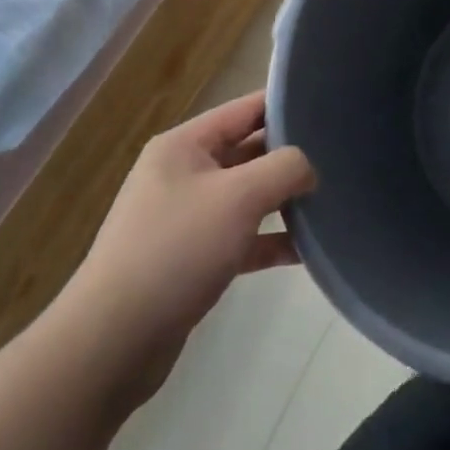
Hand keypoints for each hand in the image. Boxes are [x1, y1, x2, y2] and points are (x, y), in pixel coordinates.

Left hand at [51, 91, 315, 403]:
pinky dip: (269, 240)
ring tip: (330, 201)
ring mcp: (185, 218)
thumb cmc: (176, 250)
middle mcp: (183, 174)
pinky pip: (240, 237)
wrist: (111, 345)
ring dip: (283, 201)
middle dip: (290, 156)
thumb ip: (285, 168)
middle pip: (249, 151)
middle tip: (338, 157)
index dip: (287, 105)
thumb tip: (309, 168)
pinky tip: (305, 251)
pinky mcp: (190, 260)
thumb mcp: (240, 197)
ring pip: (247, 196)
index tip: (330, 107)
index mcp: (185, 145)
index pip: (246, 108)